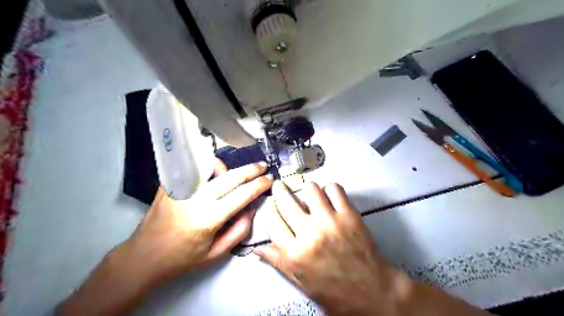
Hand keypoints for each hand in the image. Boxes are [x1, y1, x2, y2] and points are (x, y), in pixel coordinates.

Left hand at [59, 160, 272, 315]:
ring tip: (232, 176)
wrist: (142, 257)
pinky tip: (211, 177)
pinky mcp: (169, 184)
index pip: (241, 194)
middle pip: (230, 176)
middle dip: (250, 170)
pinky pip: (193, 168)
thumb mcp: (216, 253)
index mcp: (208, 218)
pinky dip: (206, 169)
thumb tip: (251, 207)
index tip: (269, 179)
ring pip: (209, 165)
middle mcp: (195, 199)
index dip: (259, 185)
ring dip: (226, 168)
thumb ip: (239, 230)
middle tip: (262, 166)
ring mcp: (180, 188)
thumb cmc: (182, 259)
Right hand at [253, 180, 392, 315]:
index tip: (272, 205)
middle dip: (279, 190)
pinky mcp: (349, 215)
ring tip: (310, 197)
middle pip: (285, 200)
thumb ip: (278, 262)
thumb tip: (257, 249)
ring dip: (307, 191)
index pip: (272, 221)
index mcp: (295, 254)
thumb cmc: (336, 290)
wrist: (372, 291)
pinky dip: (330, 190)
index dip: (269, 209)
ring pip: (310, 189)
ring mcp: (330, 221)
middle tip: (280, 187)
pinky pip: (334, 188)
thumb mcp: (301, 281)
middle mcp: (310, 234)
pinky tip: (329, 198)